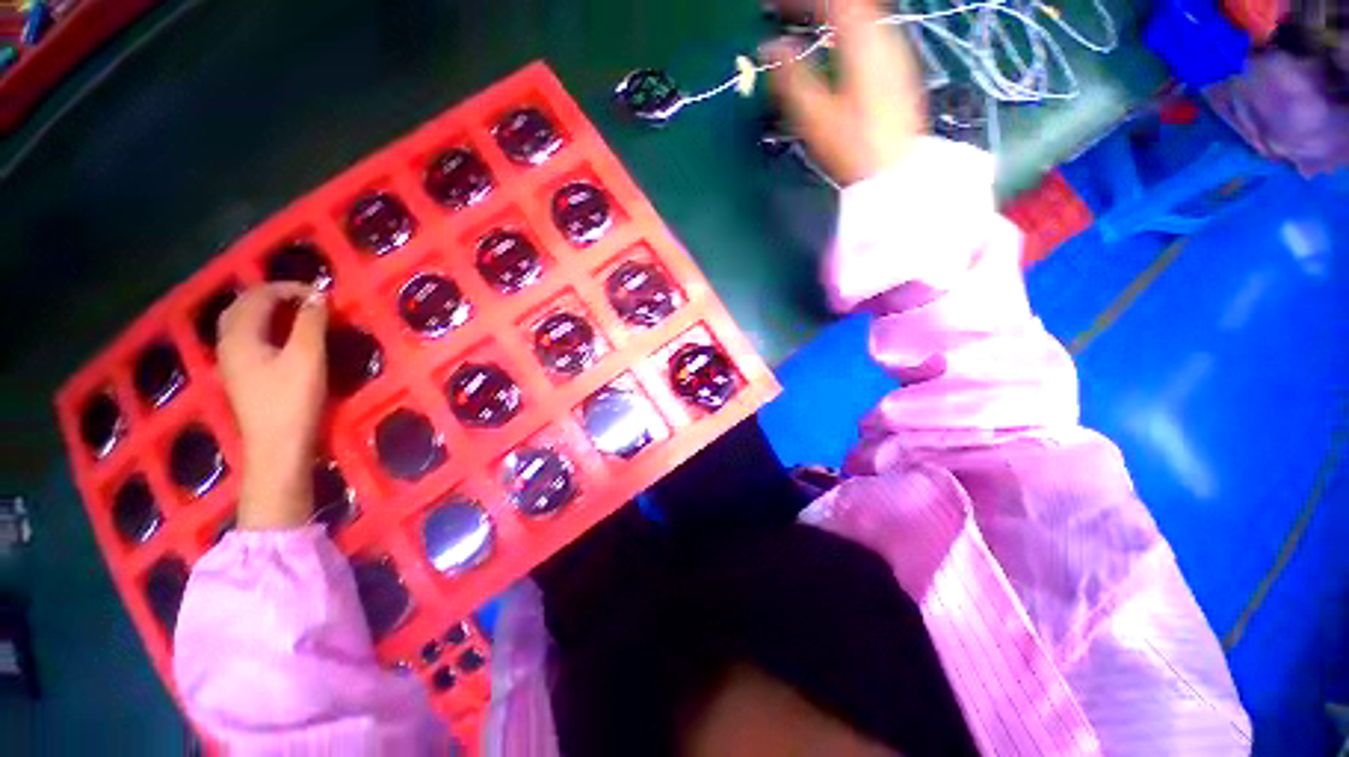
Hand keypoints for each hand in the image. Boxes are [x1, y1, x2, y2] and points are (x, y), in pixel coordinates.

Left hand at [216, 284, 327, 529]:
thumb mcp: (307, 358)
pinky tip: (283, 336)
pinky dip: (264, 326)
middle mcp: (228, 343)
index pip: (259, 296)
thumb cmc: (292, 400)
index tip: (322, 294)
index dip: (289, 288)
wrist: (277, 447)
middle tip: (307, 298)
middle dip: (273, 294)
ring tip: (297, 312)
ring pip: (241, 322)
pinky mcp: (242, 376)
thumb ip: (311, 324)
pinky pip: (247, 338)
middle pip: (242, 305)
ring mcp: (232, 361)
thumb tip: (319, 296)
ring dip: (267, 310)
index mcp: (240, 336)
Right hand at [765, 0, 927, 185]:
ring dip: (829, 17)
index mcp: (862, 39)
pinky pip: (867, 34)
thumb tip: (770, 48)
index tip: (772, 8)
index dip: (798, 2)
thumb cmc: (854, 146)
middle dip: (812, 7)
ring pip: (859, 17)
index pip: (830, 0)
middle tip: (784, 15)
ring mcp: (894, 51)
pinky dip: (843, 32)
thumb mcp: (816, 115)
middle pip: (847, 4)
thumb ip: (791, 77)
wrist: (896, 173)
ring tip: (803, 28)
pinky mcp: (897, 70)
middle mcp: (884, 35)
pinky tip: (831, 49)